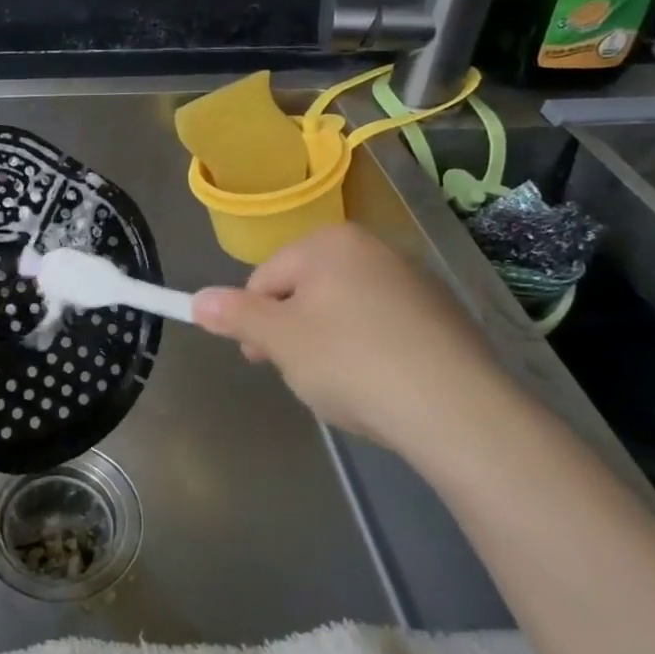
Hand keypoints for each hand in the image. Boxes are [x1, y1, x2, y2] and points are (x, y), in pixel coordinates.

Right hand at [191, 223, 520, 451]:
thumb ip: (235, 315)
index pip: (266, 277)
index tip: (259, 359)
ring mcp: (414, 282)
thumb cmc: (350, 361)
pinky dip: (370, 353)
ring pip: (344, 312)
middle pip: (306, 291)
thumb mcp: (279, 340)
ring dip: (329, 345)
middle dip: (294, 333)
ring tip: (344, 387)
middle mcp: (373, 249)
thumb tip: (197, 300)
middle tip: (302, 375)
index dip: (254, 320)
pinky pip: (384, 329)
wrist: (457, 410)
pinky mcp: (443, 318)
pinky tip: (381, 387)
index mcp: (330, 243)